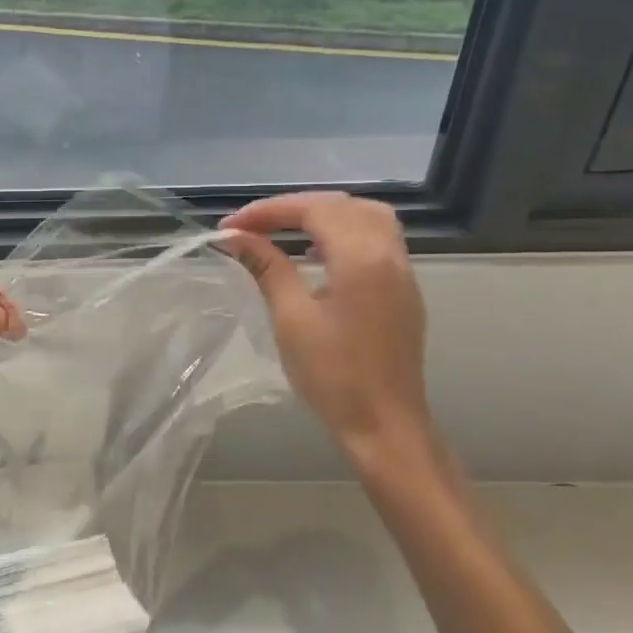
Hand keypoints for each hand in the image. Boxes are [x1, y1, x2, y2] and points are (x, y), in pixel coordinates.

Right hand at [218, 192, 433, 468]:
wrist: (385, 426)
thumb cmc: (333, 375)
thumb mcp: (291, 317)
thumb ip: (266, 267)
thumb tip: (233, 237)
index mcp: (362, 258)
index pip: (313, 210)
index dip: (268, 210)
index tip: (230, 227)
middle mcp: (389, 254)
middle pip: (342, 205)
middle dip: (293, 207)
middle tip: (253, 225)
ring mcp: (402, 272)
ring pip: (365, 216)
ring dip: (322, 215)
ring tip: (283, 231)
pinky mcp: (403, 289)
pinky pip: (376, 239)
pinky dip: (342, 232)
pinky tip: (316, 254)